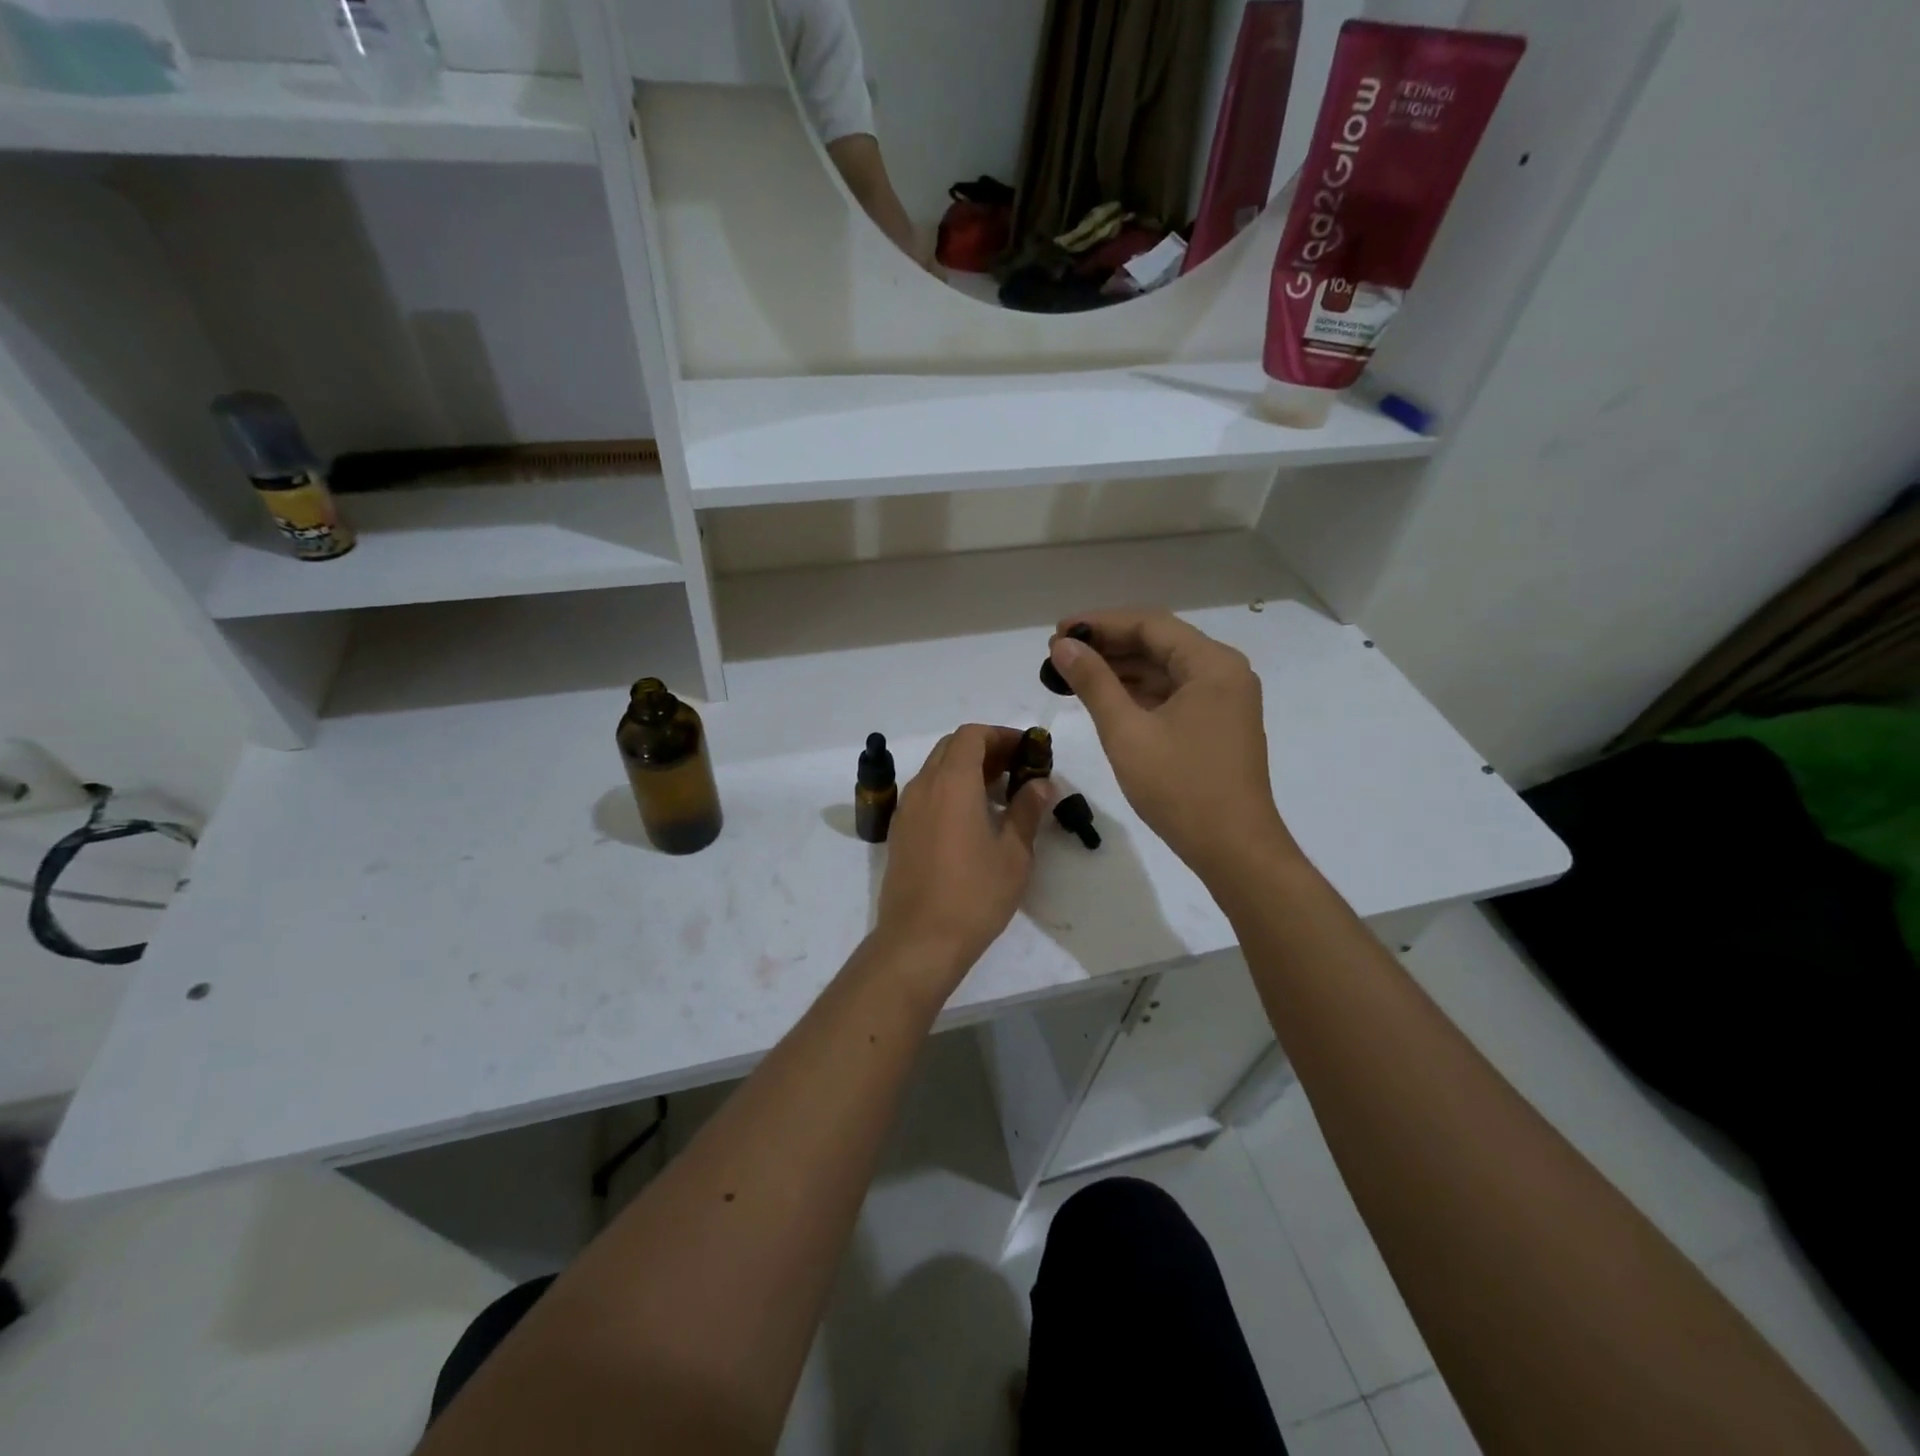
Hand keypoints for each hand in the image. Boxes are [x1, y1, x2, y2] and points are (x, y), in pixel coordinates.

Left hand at [874, 724, 1053, 992]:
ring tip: (999, 796)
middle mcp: (923, 786)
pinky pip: (926, 794)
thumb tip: (1041, 784)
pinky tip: (972, 821)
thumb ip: (1027, 810)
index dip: (1001, 735)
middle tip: (1017, 771)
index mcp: (952, 783)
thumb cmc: (974, 894)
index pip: (972, 735)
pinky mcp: (900, 832)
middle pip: (952, 748)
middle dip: (985, 750)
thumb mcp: (1014, 853)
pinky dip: (949, 791)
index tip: (1027, 751)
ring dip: (967, 771)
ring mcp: (906, 810)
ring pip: (936, 770)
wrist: (919, 940)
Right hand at [1047, 611, 1296, 879]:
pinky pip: (1173, 694)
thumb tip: (1063, 646)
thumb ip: (1093, 683)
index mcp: (1212, 665)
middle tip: (1059, 654)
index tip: (1058, 632)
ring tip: (1073, 674)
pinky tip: (1105, 698)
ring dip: (1121, 669)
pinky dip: (1139, 693)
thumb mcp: (1127, 732)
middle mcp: (1224, 673)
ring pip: (1165, 669)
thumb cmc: (1180, 788)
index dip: (1100, 623)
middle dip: (1108, 645)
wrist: (1233, 849)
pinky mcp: (1217, 725)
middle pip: (1159, 643)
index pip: (1150, 624)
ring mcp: (1224, 700)